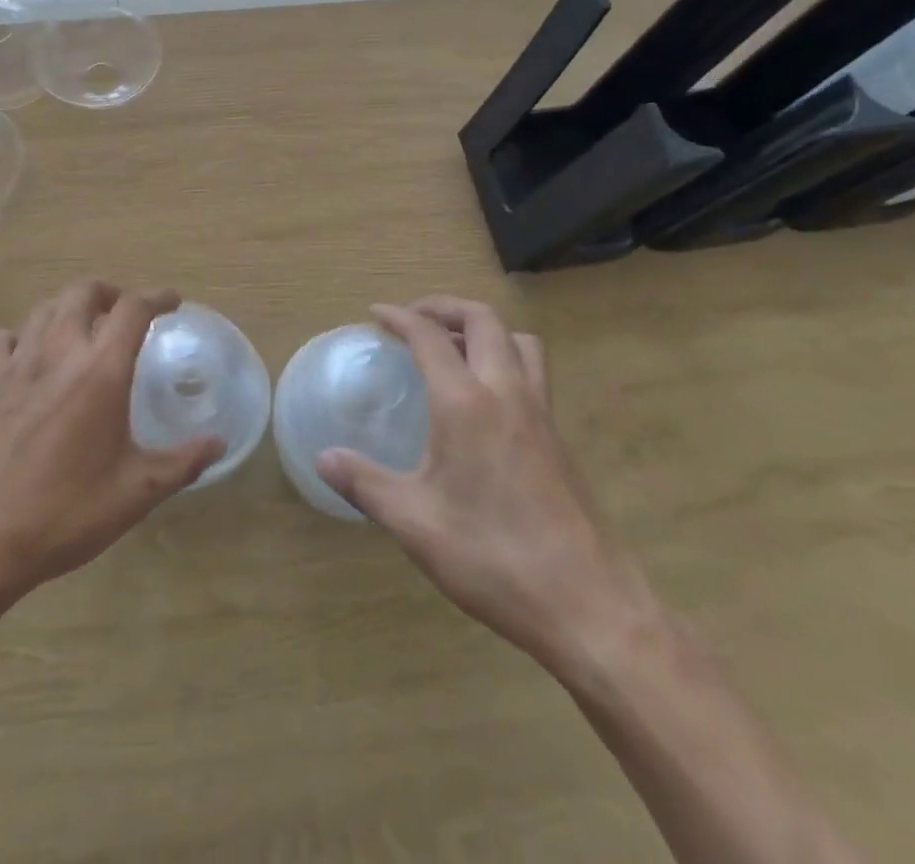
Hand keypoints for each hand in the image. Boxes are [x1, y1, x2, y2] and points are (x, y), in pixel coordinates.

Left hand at [0, 281, 225, 599]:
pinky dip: (22, 335)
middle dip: (110, 292)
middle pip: (83, 292)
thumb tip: (219, 443)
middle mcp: (59, 352)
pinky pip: (3, 337)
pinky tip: (29, 356)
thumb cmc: (65, 512)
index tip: (172, 301)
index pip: (133, 309)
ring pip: (44, 308)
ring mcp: (16, 363)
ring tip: (82, 328)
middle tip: (124, 312)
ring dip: (69, 307)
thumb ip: (182, 462)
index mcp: (100, 371)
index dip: (157, 297)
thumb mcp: (136, 493)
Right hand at [315, 297, 651, 669]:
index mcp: (466, 404)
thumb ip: (364, 483)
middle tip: (414, 319)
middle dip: (444, 307)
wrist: (591, 607)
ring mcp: (541, 414)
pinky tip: (484, 399)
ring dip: (483, 329)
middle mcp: (507, 393)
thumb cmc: (493, 558)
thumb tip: (323, 458)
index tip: (375, 314)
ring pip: (519, 341)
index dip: (400, 317)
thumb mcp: (414, 523)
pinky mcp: (560, 439)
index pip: (430, 337)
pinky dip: (504, 359)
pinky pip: (533, 372)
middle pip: (483, 320)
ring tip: (453, 347)